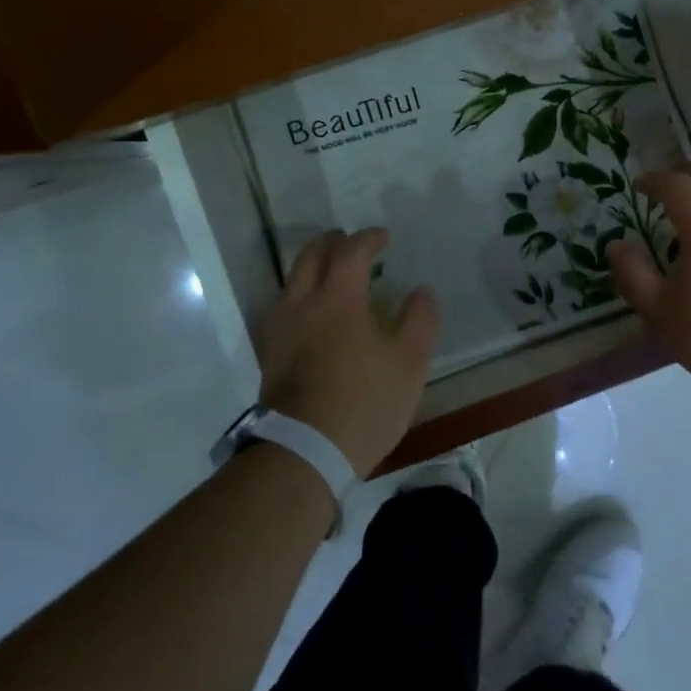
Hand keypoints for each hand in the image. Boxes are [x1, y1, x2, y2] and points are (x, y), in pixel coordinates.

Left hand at [256, 229, 439, 474]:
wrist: (303, 453)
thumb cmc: (364, 402)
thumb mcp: (409, 363)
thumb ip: (419, 320)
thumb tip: (421, 292)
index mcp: (338, 297)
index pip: (351, 251)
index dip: (369, 238)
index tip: (384, 237)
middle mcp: (302, 302)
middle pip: (310, 255)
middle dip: (332, 242)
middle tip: (351, 242)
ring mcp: (280, 328)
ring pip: (292, 279)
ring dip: (313, 265)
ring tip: (333, 273)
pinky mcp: (269, 353)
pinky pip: (284, 305)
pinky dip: (301, 292)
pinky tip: (314, 312)